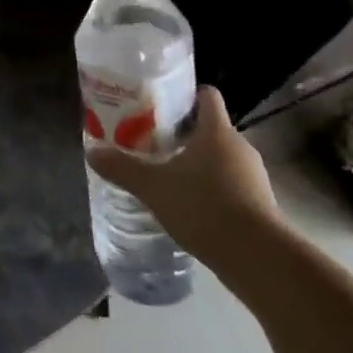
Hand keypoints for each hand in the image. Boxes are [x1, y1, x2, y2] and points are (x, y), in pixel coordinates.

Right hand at [86, 87, 285, 258]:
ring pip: (222, 159)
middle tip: (155, 144)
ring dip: (200, 165)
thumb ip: (123, 168)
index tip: (164, 103)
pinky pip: (233, 185)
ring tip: (170, 178)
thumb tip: (91, 152)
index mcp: (217, 131)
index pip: (208, 96)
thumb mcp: (154, 187)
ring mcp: (254, 176)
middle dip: (186, 134)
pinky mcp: (260, 204)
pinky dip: (214, 190)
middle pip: (212, 128)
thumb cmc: (205, 206)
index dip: (188, 94)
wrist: (258, 257)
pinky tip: (193, 208)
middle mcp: (239, 146)